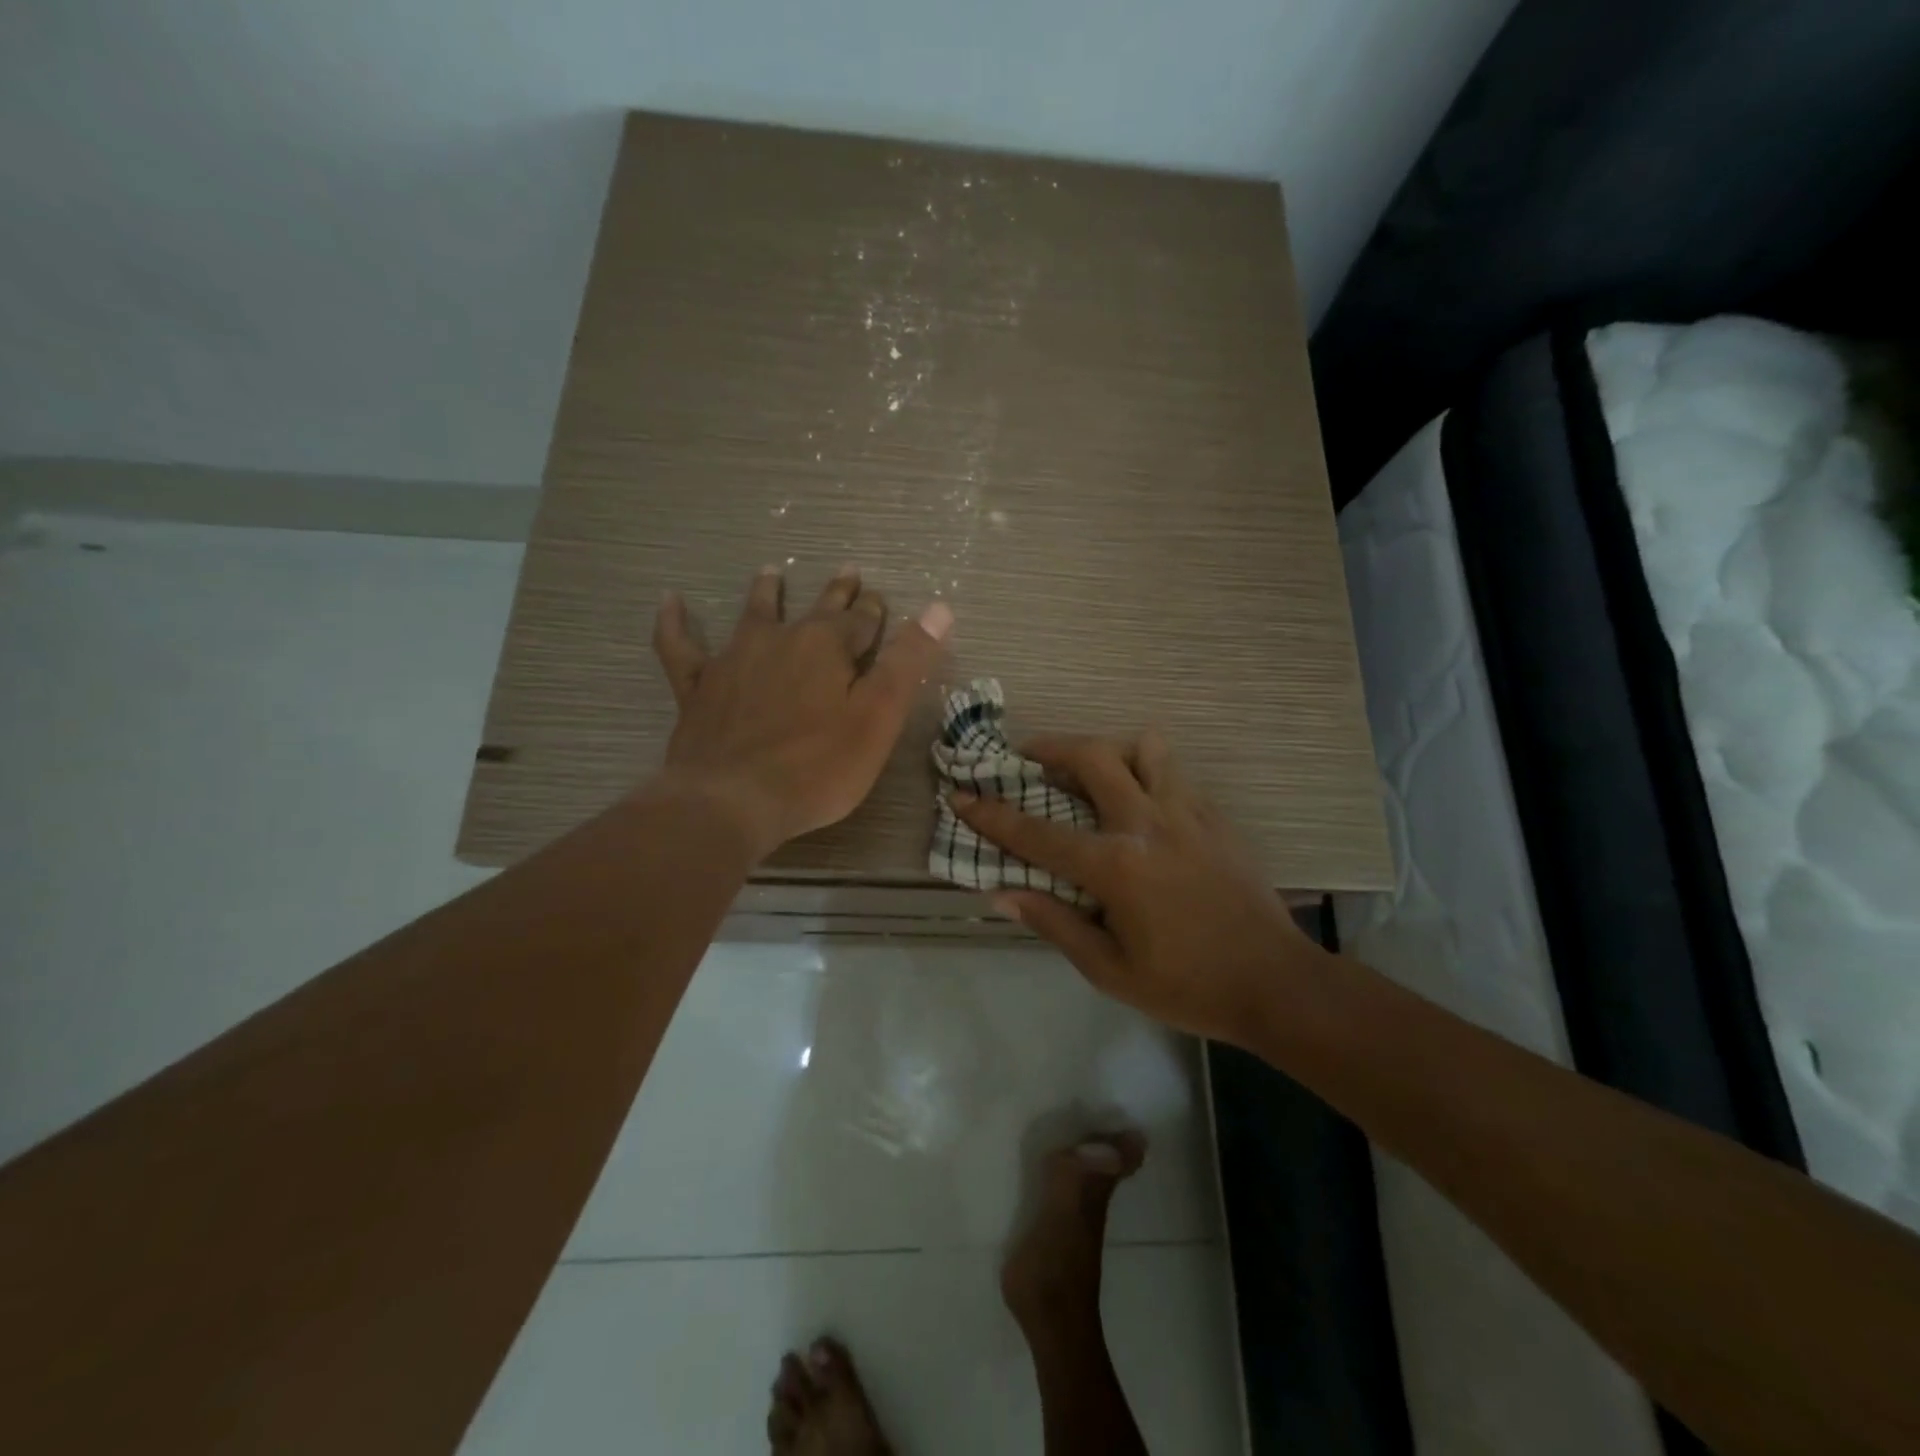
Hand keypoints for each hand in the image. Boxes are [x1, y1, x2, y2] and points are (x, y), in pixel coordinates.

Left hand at [649, 565, 951, 856]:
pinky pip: (680, 646)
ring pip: (753, 615)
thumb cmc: (817, 766)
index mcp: (827, 646)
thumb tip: (940, 609)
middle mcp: (780, 640)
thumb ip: (907, 662)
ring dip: (766, 593)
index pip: (860, 619)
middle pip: (814, 609)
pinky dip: (675, 622)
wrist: (732, 800)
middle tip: (847, 572)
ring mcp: (733, 660)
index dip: (874, 610)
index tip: (880, 599)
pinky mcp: (696, 687)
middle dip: (836, 593)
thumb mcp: (878, 717)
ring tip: (771, 572)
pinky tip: (671, 601)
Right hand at [950, 731, 1324, 1043]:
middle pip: (1093, 756)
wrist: (1276, 983)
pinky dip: (1147, 773)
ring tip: (1094, 771)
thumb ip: (1055, 923)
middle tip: (1029, 755)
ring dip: (1110, 750)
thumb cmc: (1187, 986)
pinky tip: (1141, 804)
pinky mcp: (1215, 817)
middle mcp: (1147, 824)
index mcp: (1115, 865)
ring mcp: (1187, 813)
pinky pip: (1175, 773)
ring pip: (1145, 747)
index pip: (1037, 833)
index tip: (962, 794)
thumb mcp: (1110, 971)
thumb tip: (1002, 893)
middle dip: (1051, 747)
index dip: (992, 814)